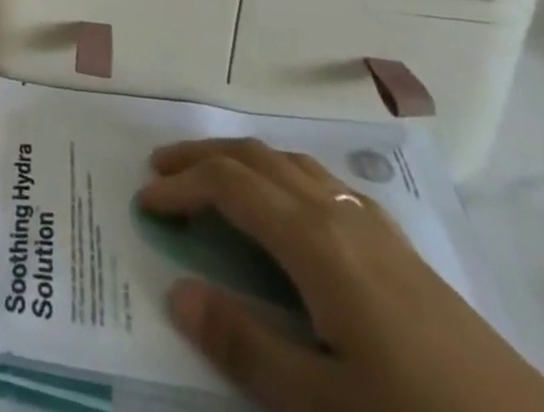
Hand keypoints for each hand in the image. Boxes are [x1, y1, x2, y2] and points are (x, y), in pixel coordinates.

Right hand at [140, 140, 543, 411]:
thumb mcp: (324, 405)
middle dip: (202, 156)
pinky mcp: (398, 246)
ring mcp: (371, 224)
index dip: (181, 186)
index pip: (228, 186)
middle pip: (254, 157)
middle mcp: (336, 212)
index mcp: (313, 241)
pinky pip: (323, 181)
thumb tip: (176, 289)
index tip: (144, 203)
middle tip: (161, 170)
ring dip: (241, 159)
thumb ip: (246, 344)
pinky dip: (283, 174)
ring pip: (289, 161)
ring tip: (212, 176)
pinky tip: (289, 207)